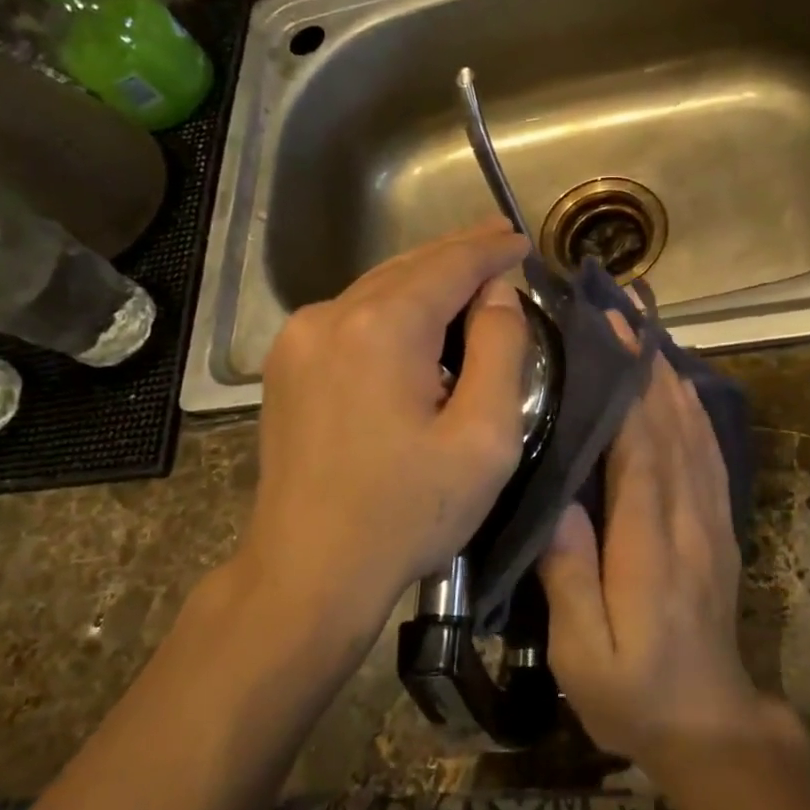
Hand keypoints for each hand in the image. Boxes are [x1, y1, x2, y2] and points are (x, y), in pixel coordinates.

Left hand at [235, 221, 531, 650]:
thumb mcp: (483, 438)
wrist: (309, 571)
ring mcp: (299, 338)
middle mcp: (331, 315)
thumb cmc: (407, 512)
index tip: (522, 238)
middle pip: (409, 266)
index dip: (490, 249)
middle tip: (501, 237)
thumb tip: (496, 294)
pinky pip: (352, 314)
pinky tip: (417, 316)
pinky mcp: (286, 364)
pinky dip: (393, 306)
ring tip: (469, 273)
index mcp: (382, 327)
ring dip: (425, 279)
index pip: (449, 265)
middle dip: (458, 252)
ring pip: (377, 287)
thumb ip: (500, 350)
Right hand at [537, 322, 760, 764]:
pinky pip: (709, 454)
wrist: (709, 723)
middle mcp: (688, 518)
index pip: (642, 447)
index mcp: (651, 544)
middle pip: (672, 425)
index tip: (611, 334)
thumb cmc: (633, 693)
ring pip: (695, 432)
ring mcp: (711, 519)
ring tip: (649, 332)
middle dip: (648, 364)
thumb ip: (571, 578)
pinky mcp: (719, 526)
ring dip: (672, 377)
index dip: (629, 386)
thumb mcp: (584, 653)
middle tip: (625, 310)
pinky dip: (693, 412)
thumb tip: (560, 503)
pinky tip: (679, 388)